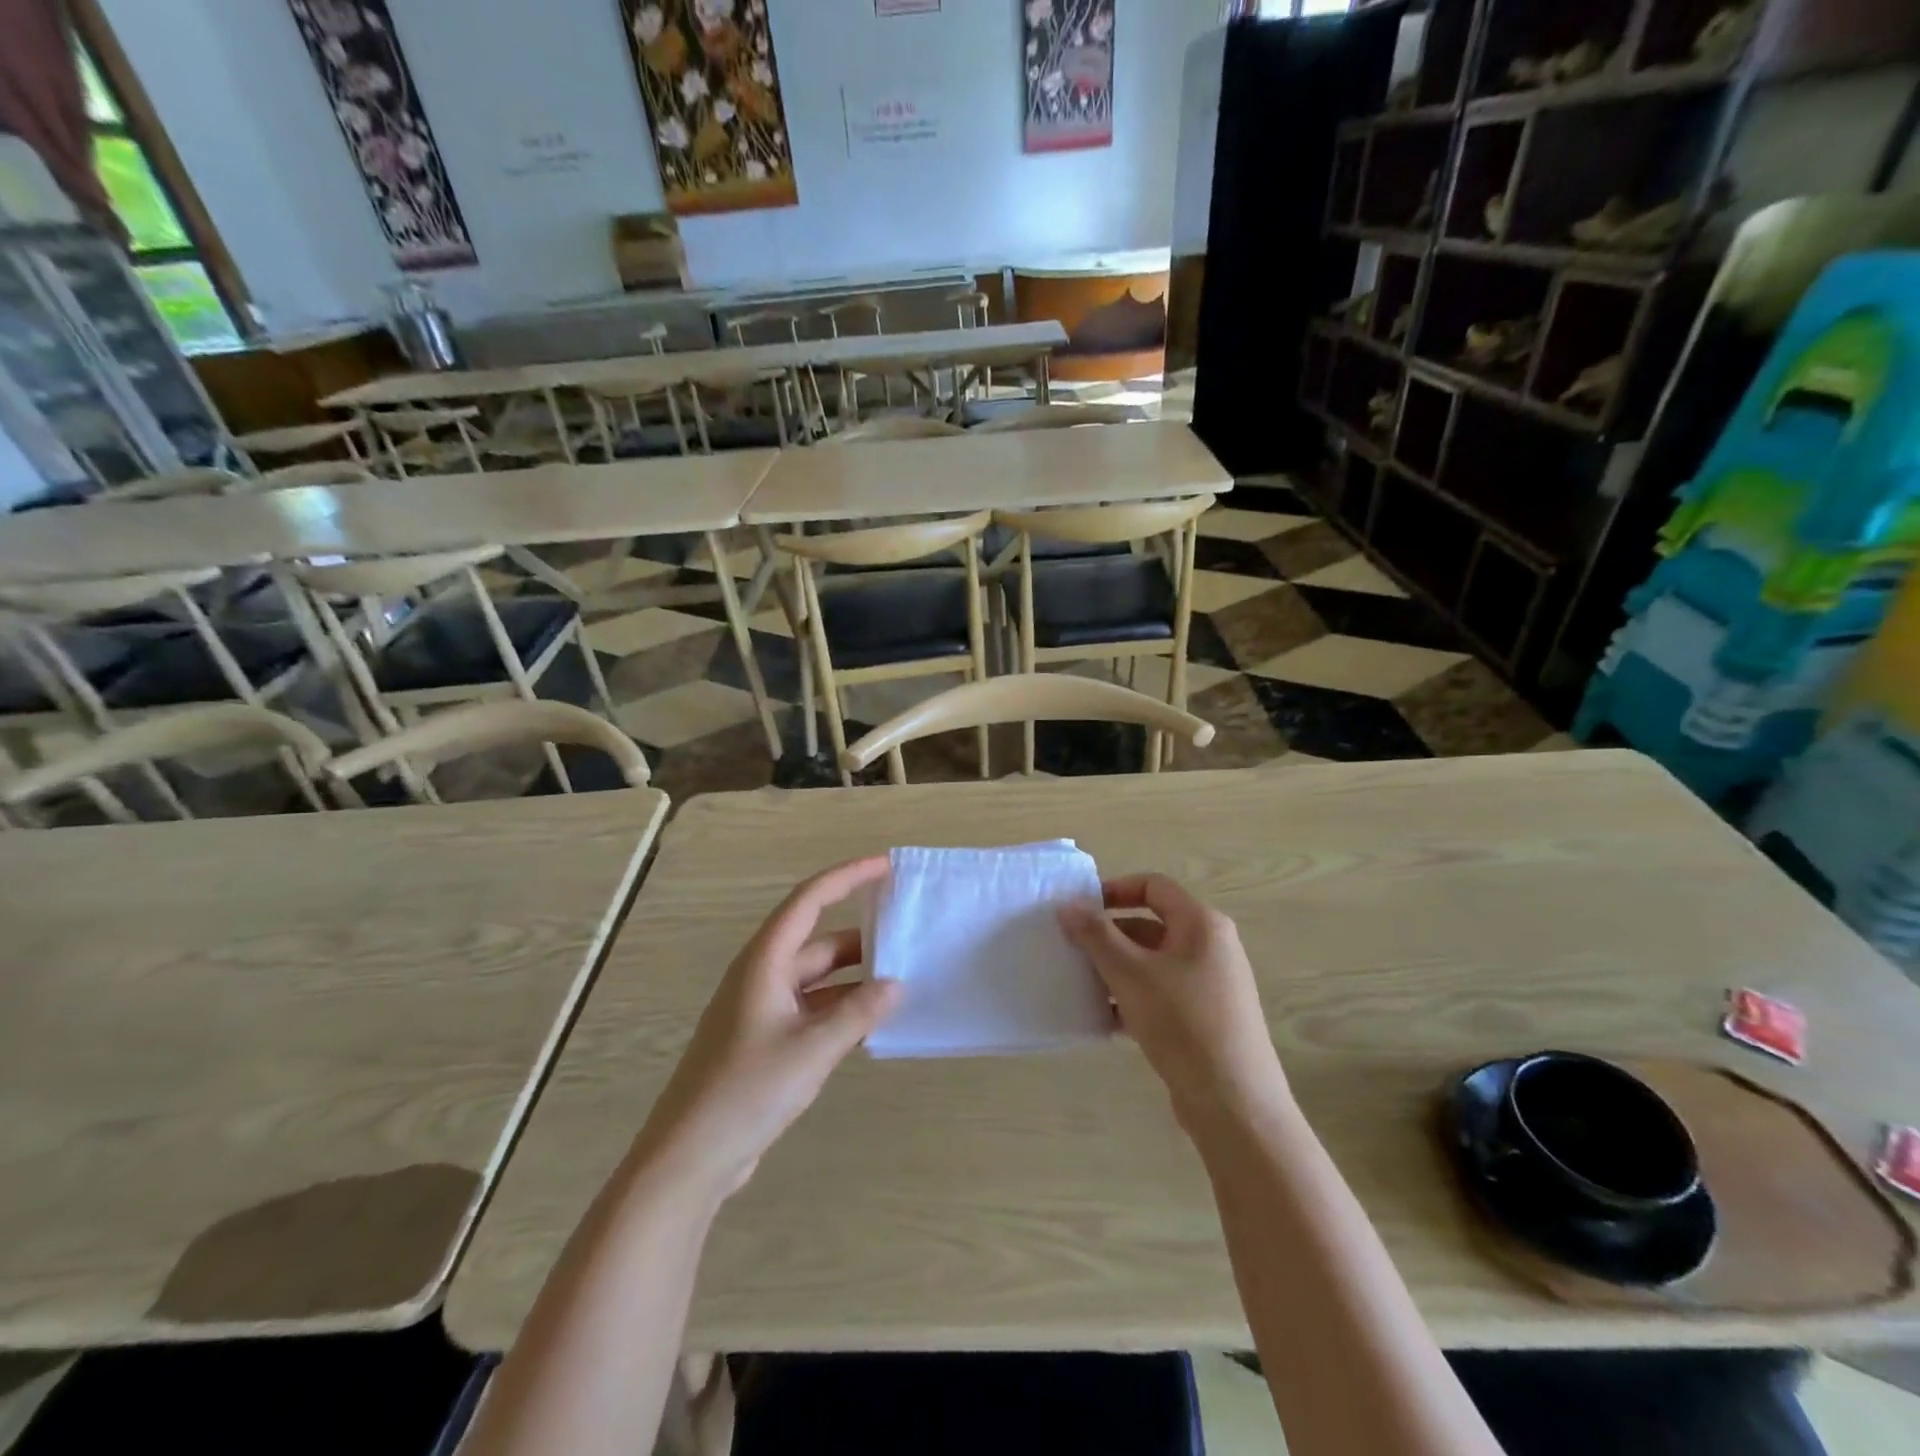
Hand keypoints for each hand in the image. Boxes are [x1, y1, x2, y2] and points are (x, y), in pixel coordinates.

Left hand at [633, 857, 901, 1199]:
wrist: (690, 1157)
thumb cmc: (746, 1091)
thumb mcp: (811, 1049)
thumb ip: (858, 1013)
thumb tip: (896, 985)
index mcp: (764, 962)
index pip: (809, 900)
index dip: (847, 877)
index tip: (886, 866)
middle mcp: (762, 976)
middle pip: (817, 941)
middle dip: (861, 936)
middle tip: (906, 933)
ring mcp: (762, 1010)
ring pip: (818, 979)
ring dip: (855, 978)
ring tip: (901, 978)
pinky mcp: (765, 1041)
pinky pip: (813, 1010)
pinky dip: (842, 1009)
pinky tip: (872, 1022)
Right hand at [1059, 874, 1287, 1130]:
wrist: (1234, 1104)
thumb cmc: (1182, 1023)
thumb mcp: (1130, 974)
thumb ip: (1096, 935)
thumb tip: (1067, 906)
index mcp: (1201, 924)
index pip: (1154, 886)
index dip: (1114, 890)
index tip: (1080, 909)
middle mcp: (1211, 947)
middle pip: (1151, 925)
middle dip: (1108, 936)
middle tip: (1071, 949)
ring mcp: (1210, 984)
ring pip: (1152, 963)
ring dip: (1116, 970)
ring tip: (1079, 984)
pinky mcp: (1205, 1018)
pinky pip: (1161, 994)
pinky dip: (1132, 999)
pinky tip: (1102, 1019)